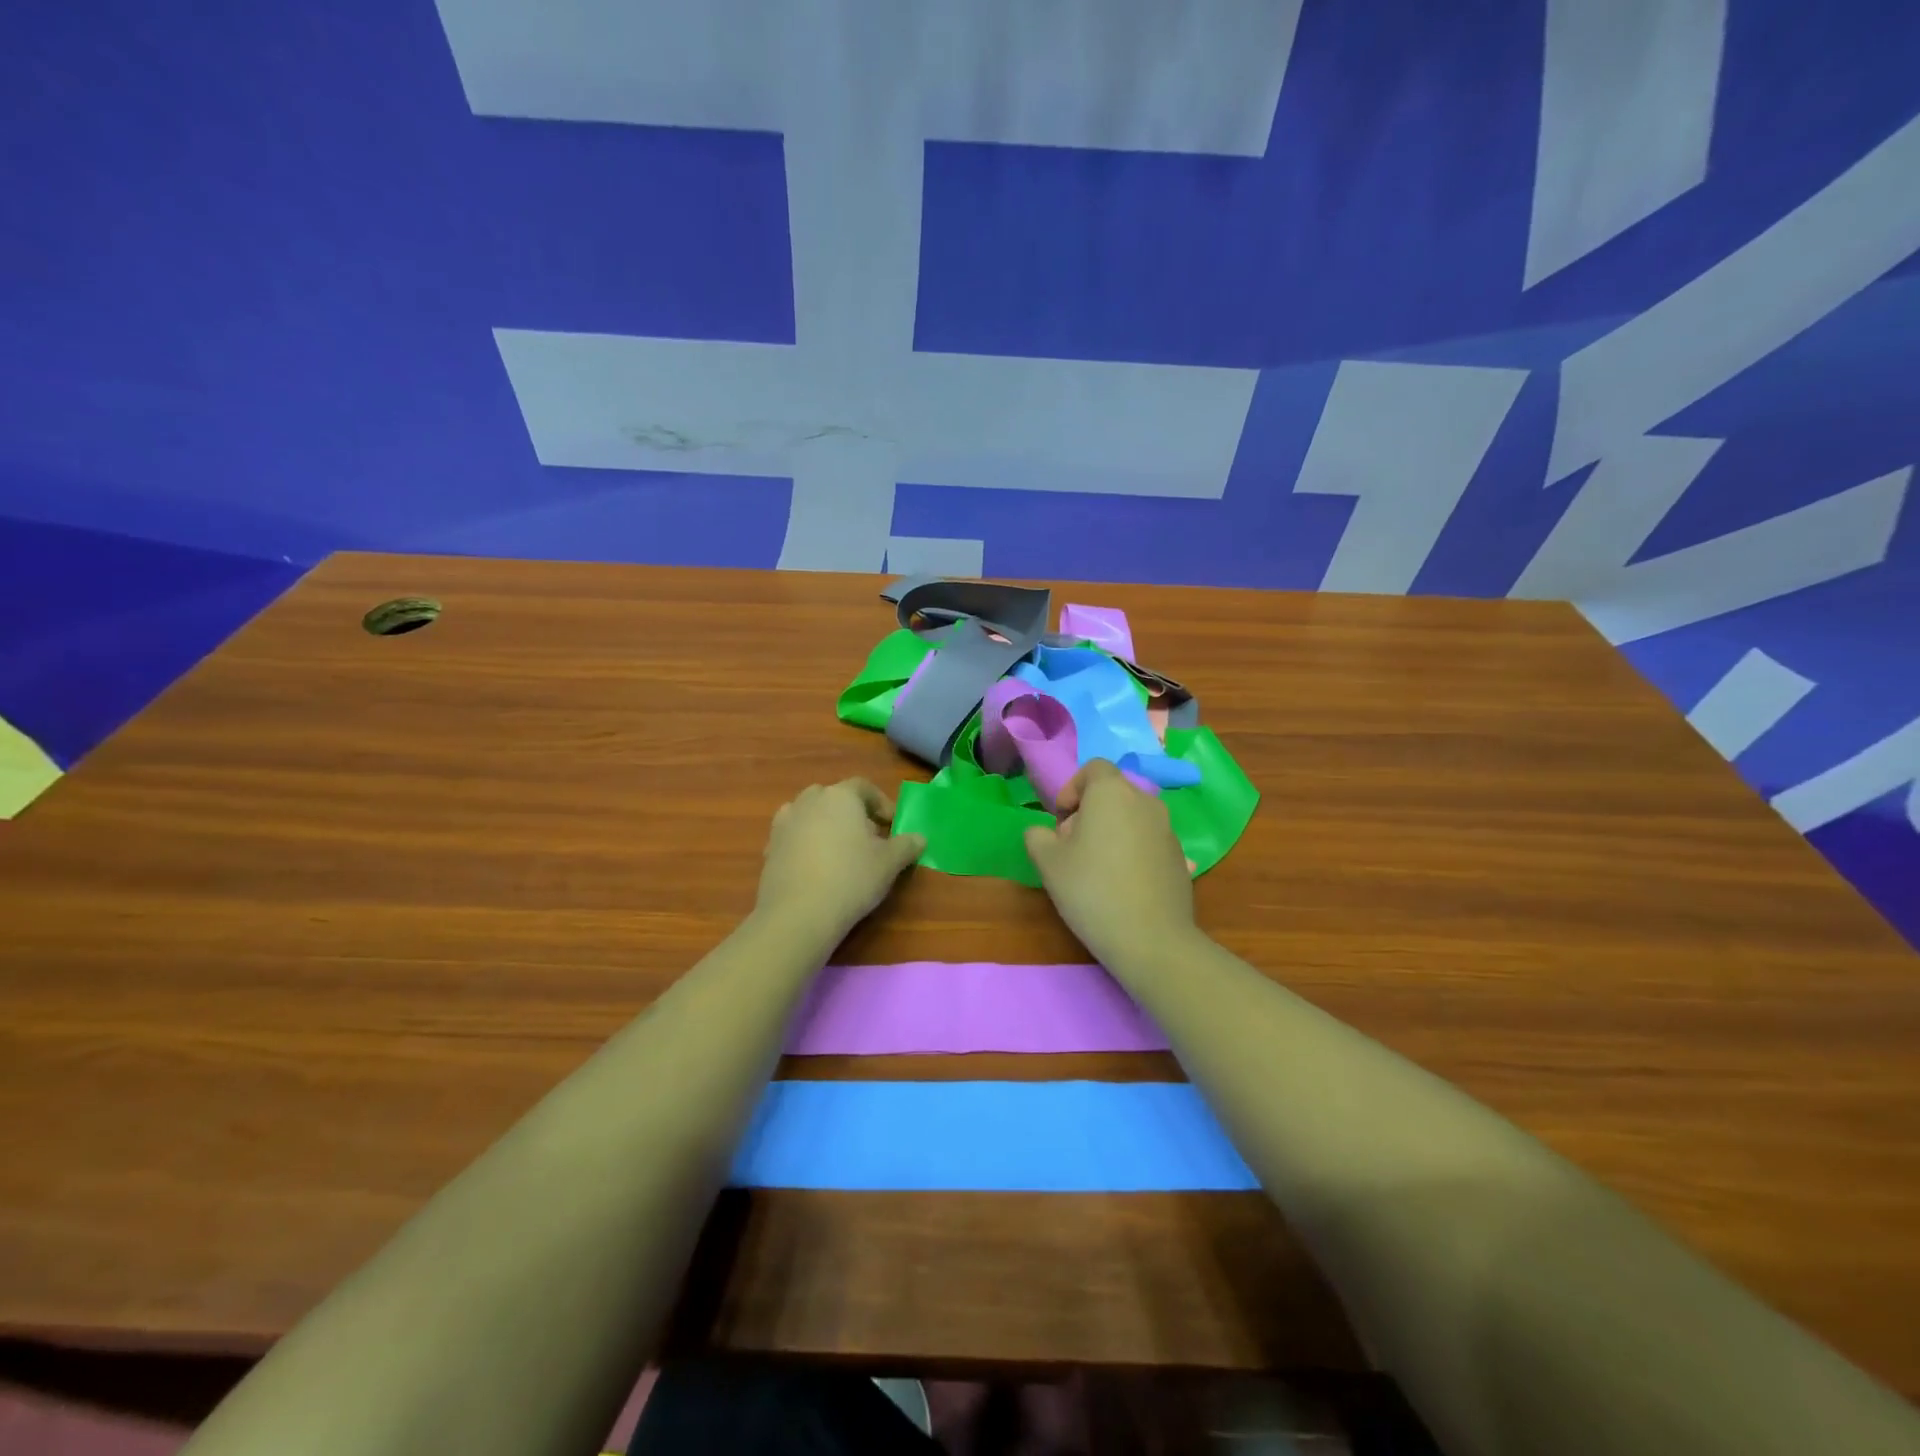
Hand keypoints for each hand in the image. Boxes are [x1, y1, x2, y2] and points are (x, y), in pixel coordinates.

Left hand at [755, 779, 925, 941]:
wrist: (798, 913)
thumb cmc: (851, 878)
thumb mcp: (889, 863)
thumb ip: (906, 846)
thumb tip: (919, 838)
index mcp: (840, 796)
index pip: (863, 787)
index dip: (881, 803)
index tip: (892, 825)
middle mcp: (809, 801)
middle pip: (834, 798)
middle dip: (852, 814)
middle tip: (867, 838)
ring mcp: (785, 823)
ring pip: (810, 815)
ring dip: (826, 826)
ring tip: (840, 852)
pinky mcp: (770, 848)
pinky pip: (794, 837)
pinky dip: (806, 845)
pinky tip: (816, 869)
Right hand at [1023, 760, 1196, 967]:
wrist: (1151, 939)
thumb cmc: (1091, 890)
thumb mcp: (1047, 863)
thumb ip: (1037, 837)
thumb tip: (1043, 832)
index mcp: (1112, 793)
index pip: (1093, 768)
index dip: (1072, 788)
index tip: (1061, 821)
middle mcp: (1145, 802)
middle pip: (1113, 793)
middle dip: (1090, 812)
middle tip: (1073, 846)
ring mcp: (1167, 830)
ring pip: (1132, 817)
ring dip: (1112, 831)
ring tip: (1097, 868)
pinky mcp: (1180, 857)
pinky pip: (1149, 841)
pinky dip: (1132, 851)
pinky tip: (1122, 885)